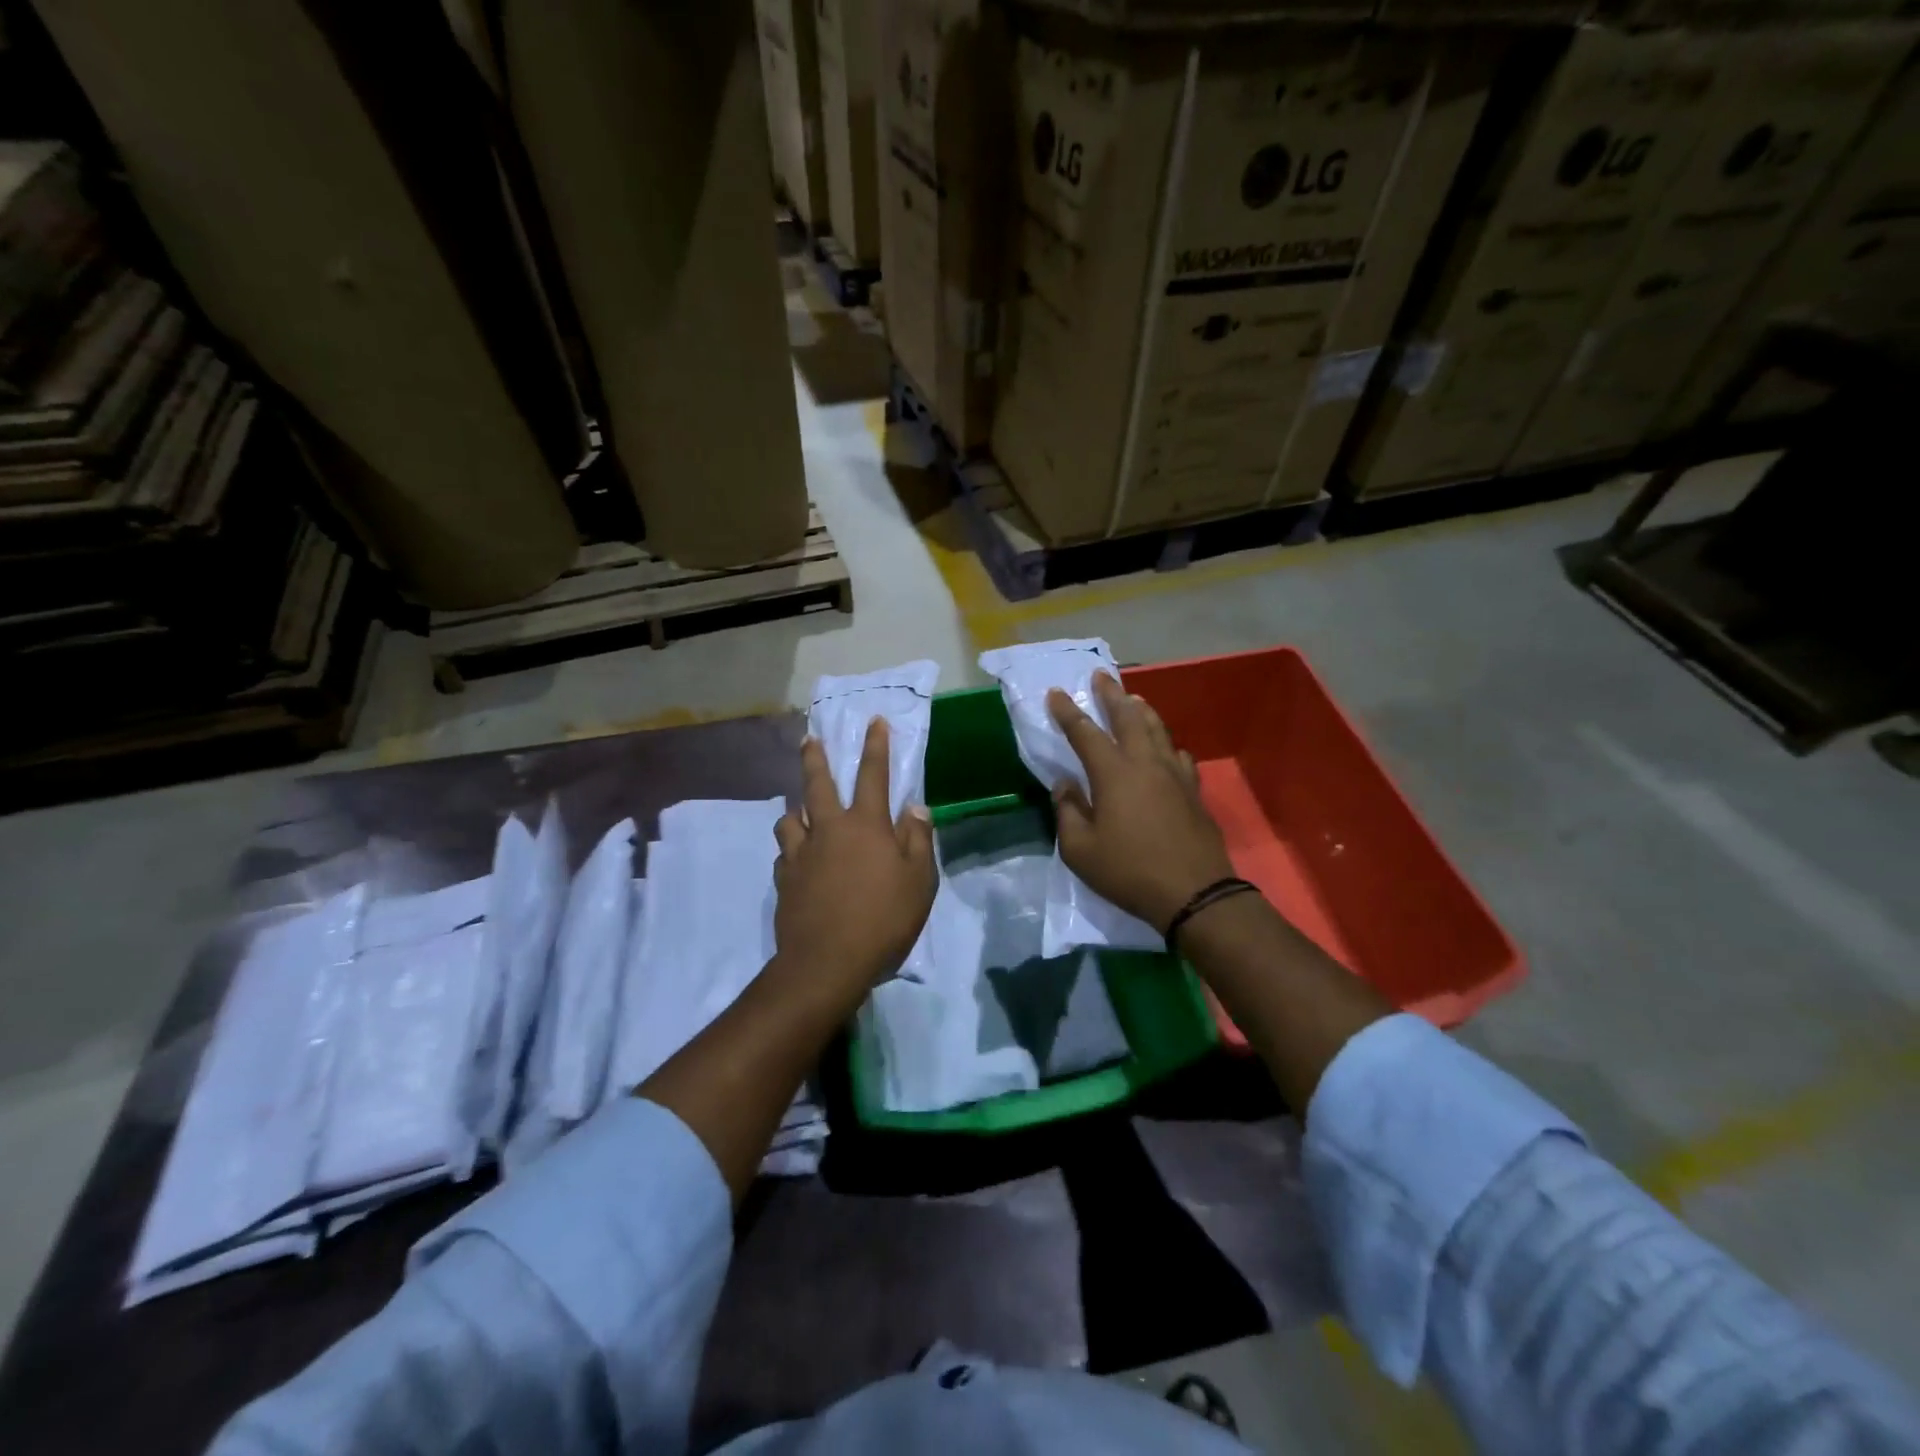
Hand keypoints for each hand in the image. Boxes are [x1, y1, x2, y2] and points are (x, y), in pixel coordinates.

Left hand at [771, 718, 936, 1009]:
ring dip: (796, 809)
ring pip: (790, 818)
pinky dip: (792, 848)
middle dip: (814, 758)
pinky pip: (784, 853)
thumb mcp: (918, 880)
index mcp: (865, 825)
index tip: (875, 721)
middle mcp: (828, 829)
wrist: (827, 962)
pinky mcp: (783, 880)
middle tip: (808, 739)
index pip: (873, 775)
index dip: (876, 746)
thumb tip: (914, 807)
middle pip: (817, 784)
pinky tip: (796, 858)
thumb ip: (917, 839)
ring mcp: (801, 854)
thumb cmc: (883, 919)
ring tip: (800, 811)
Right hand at [1047, 671, 1234, 932]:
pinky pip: (1178, 755)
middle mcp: (1145, 763)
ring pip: (1158, 730)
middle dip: (1112, 695)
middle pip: (1128, 718)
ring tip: (1134, 699)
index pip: (1085, 733)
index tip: (1055, 693)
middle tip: (1101, 677)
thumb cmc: (1129, 871)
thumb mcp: (1080, 850)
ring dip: (1142, 710)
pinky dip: (1167, 744)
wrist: (1194, 893)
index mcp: (1113, 773)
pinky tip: (1167, 748)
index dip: (1067, 712)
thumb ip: (1068, 812)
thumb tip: (1064, 785)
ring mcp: (1174, 775)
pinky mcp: (1193, 791)